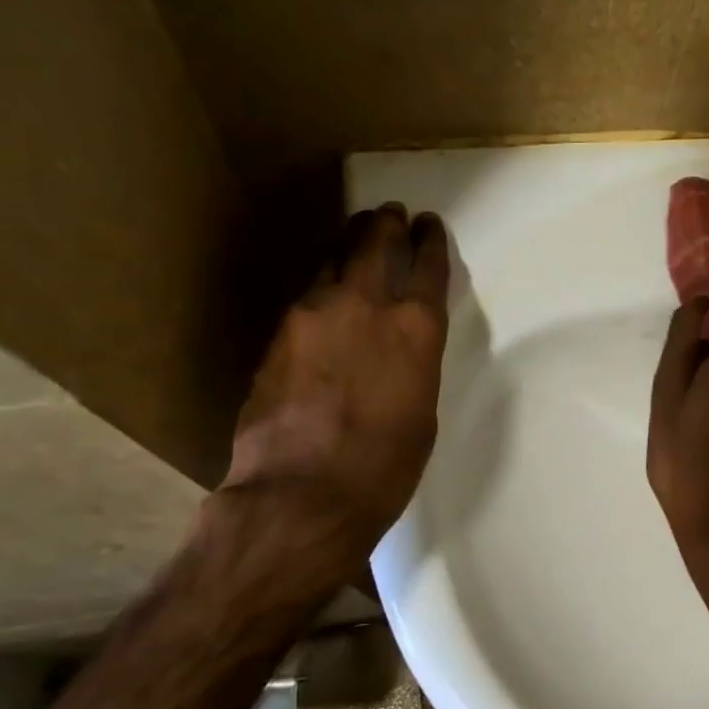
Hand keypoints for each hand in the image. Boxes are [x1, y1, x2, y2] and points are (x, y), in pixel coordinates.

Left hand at [224, 203, 449, 545]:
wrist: (301, 494)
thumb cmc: (384, 466)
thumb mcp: (421, 412)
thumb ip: (412, 366)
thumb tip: (397, 352)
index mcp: (416, 329)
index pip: (427, 267)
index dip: (431, 241)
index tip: (429, 226)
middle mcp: (365, 306)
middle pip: (374, 244)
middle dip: (386, 225)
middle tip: (390, 213)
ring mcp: (313, 315)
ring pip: (332, 260)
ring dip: (349, 244)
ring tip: (356, 235)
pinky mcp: (277, 335)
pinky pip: (306, 295)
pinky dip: (322, 284)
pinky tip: (324, 293)